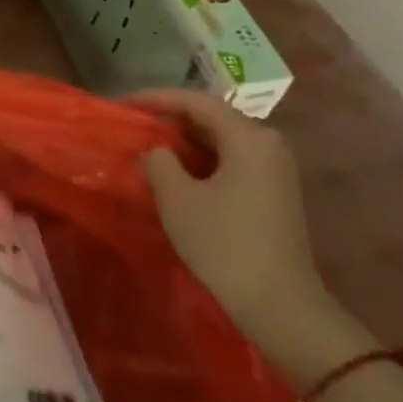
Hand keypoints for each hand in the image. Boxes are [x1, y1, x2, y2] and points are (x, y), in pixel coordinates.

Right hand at [135, 91, 337, 350]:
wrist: (278, 303)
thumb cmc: (224, 243)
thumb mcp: (177, 198)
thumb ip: (159, 161)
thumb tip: (157, 150)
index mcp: (249, 137)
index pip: (197, 102)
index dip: (156, 98)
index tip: (124, 104)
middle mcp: (269, 144)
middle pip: (213, 117)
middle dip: (171, 119)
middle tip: (134, 124)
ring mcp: (276, 169)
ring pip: (222, 140)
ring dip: (185, 141)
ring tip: (149, 146)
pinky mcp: (275, 192)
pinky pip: (233, 160)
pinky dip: (203, 160)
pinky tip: (178, 172)